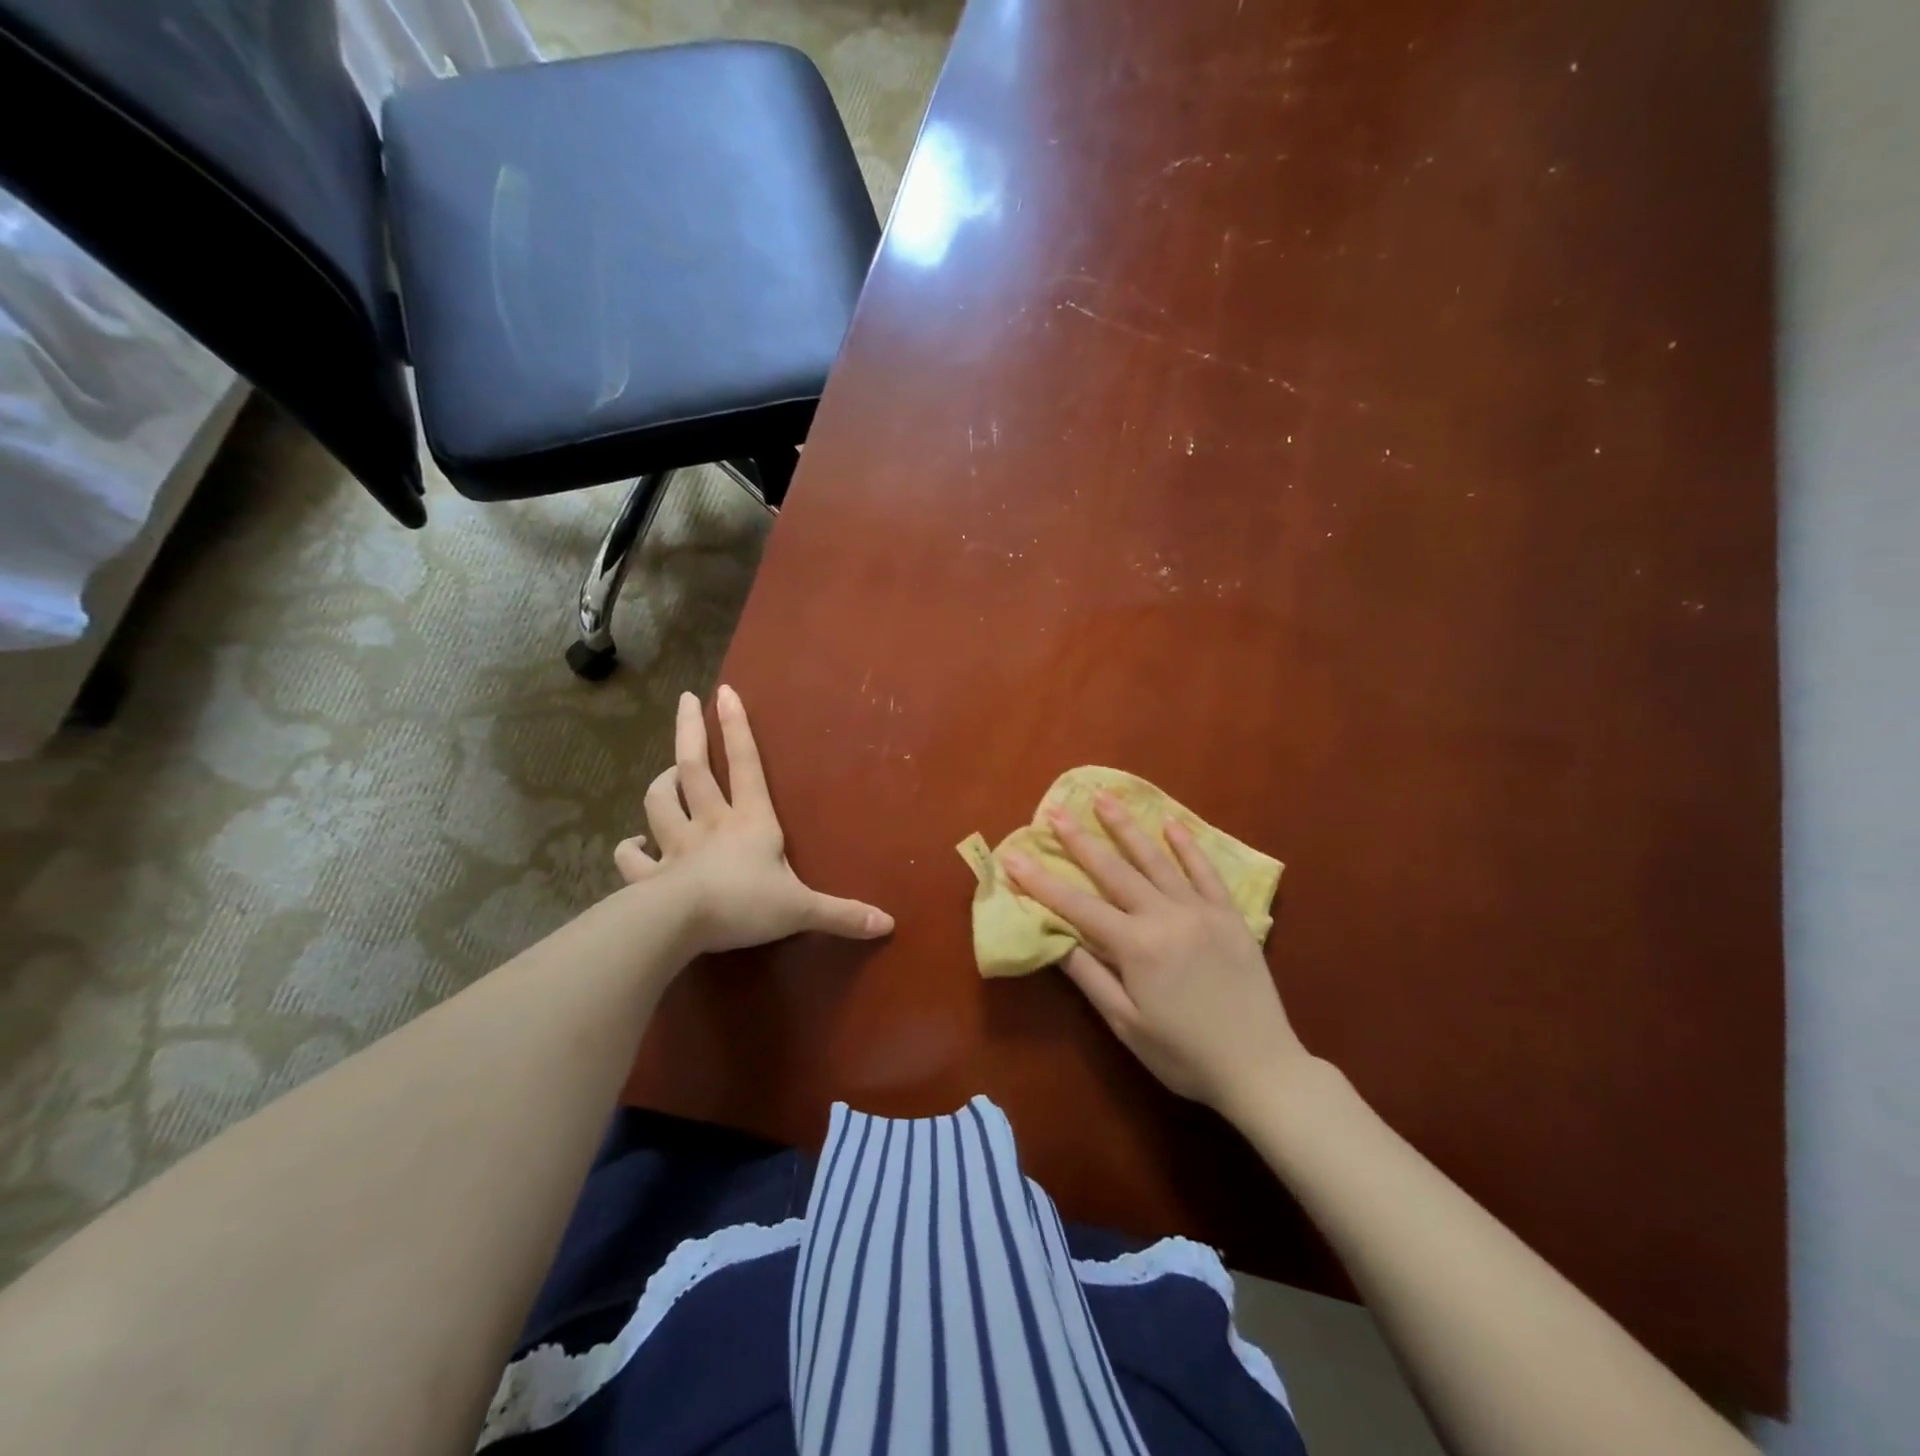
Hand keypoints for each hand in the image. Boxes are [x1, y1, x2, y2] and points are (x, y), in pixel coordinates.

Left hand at [613, 687, 893, 955]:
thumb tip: (889, 924)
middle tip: (684, 700)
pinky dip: (628, 850)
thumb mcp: (801, 909)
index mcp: (750, 821)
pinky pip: (632, 859)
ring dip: (660, 784)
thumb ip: (842, 914)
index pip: (746, 764)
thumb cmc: (745, 904)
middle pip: (693, 768)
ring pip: (659, 803)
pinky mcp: (651, 875)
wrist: (681, 924)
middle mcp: (711, 823)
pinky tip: (629, 846)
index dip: (737, 728)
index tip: (724, 692)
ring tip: (666, 775)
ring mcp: (676, 846)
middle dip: (690, 731)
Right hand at [1004, 794, 1310, 1114]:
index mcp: (1136, 946)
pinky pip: (1205, 871)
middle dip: (1079, 840)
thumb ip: (1089, 975)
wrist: (1261, 1068)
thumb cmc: (1184, 1055)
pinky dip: (1187, 846)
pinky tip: (1171, 823)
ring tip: (1104, 797)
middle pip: (1113, 870)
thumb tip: (1052, 936)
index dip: (1041, 882)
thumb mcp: (1125, 1023)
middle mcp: (1165, 916)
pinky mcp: (1229, 915)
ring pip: (1156, 860)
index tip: (1013, 856)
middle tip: (1054, 811)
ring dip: (1127, 827)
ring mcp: (1201, 911)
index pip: (1076, 906)